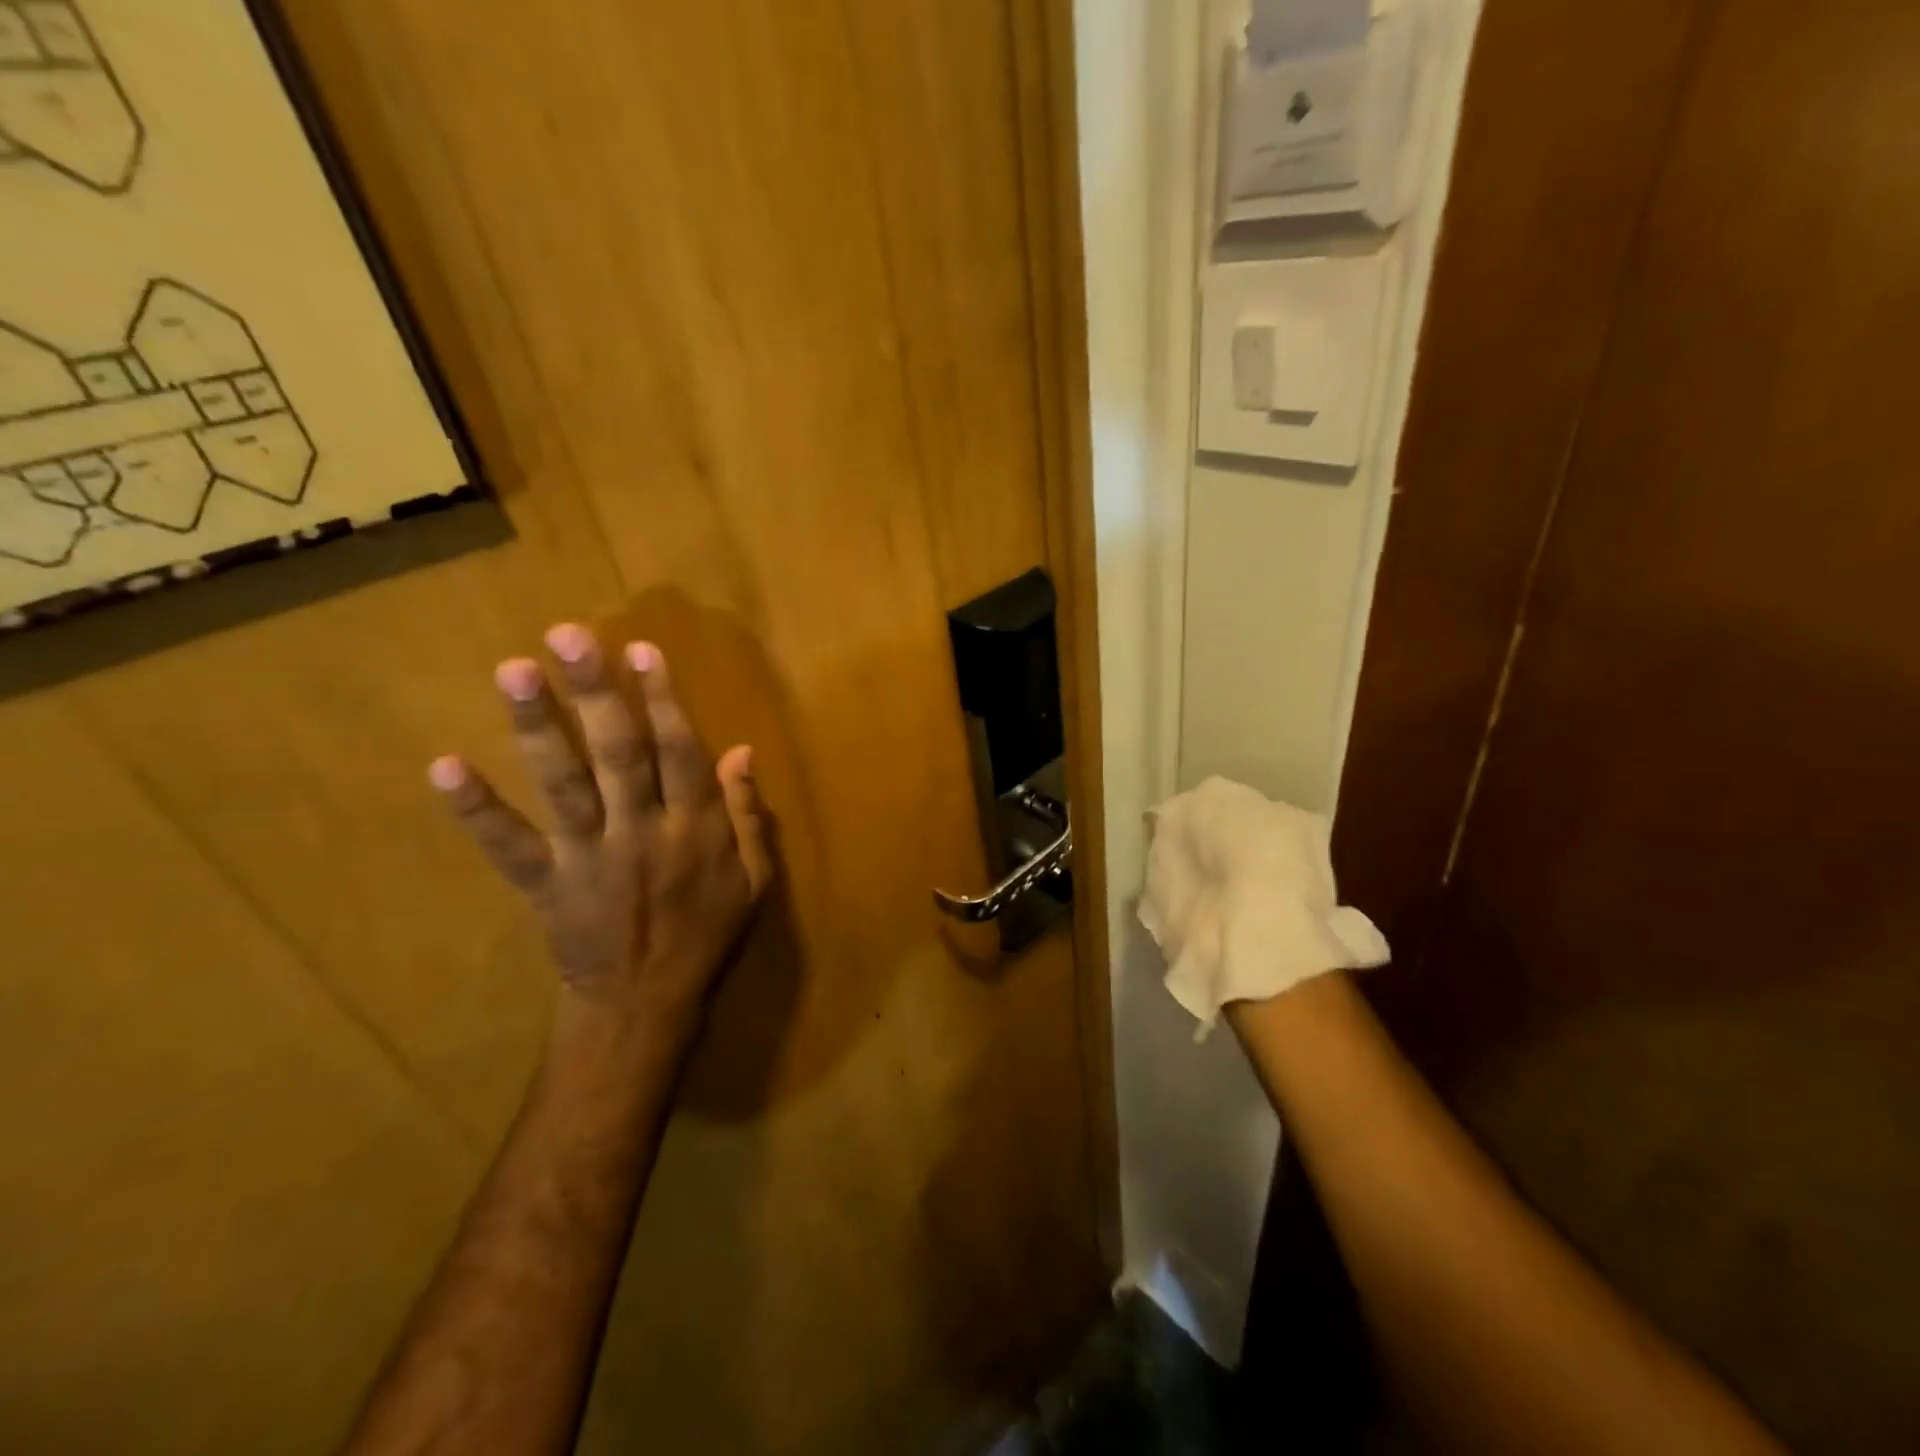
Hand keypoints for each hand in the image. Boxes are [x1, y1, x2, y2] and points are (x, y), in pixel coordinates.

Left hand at [427, 624, 772, 1029]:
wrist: (646, 1005)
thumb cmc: (707, 934)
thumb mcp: (754, 880)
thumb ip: (748, 815)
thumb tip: (742, 751)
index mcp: (696, 829)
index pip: (681, 752)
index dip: (662, 700)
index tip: (640, 650)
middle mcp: (642, 832)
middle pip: (619, 753)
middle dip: (595, 693)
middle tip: (567, 636)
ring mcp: (589, 857)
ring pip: (565, 785)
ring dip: (538, 728)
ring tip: (513, 671)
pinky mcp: (545, 884)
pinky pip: (508, 846)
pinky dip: (477, 808)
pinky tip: (444, 766)